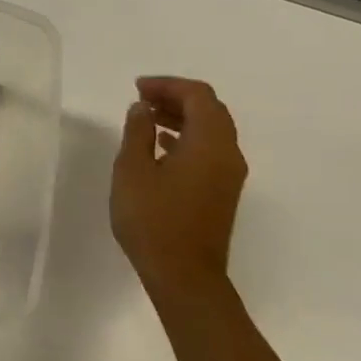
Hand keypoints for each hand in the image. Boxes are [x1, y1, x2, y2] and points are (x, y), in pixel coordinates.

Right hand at [111, 77, 247, 297]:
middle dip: (176, 98)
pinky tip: (160, 146)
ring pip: (211, 130)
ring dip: (181, 117)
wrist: (184, 275)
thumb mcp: (132, 171)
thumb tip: (142, 109)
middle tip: (141, 99)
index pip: (199, 96)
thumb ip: (137, 133)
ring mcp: (228, 175)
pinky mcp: (221, 191)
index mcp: (210, 143)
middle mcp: (228, 154)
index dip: (168, 85)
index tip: (137, 88)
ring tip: (146, 119)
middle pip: (210, 110)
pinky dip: (186, 137)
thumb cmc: (153, 219)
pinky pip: (209, 149)